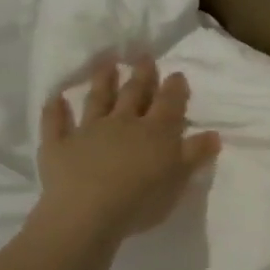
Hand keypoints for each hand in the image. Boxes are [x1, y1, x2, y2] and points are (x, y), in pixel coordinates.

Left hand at [33, 55, 220, 239]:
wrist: (88, 213)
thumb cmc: (141, 198)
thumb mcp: (179, 178)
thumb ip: (195, 154)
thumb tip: (214, 134)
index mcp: (155, 131)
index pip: (169, 103)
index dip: (174, 88)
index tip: (176, 73)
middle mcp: (122, 122)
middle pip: (134, 94)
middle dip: (141, 75)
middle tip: (144, 56)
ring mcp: (88, 131)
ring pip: (97, 100)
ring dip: (102, 80)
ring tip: (106, 63)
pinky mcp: (59, 145)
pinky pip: (55, 123)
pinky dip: (55, 110)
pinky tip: (55, 98)